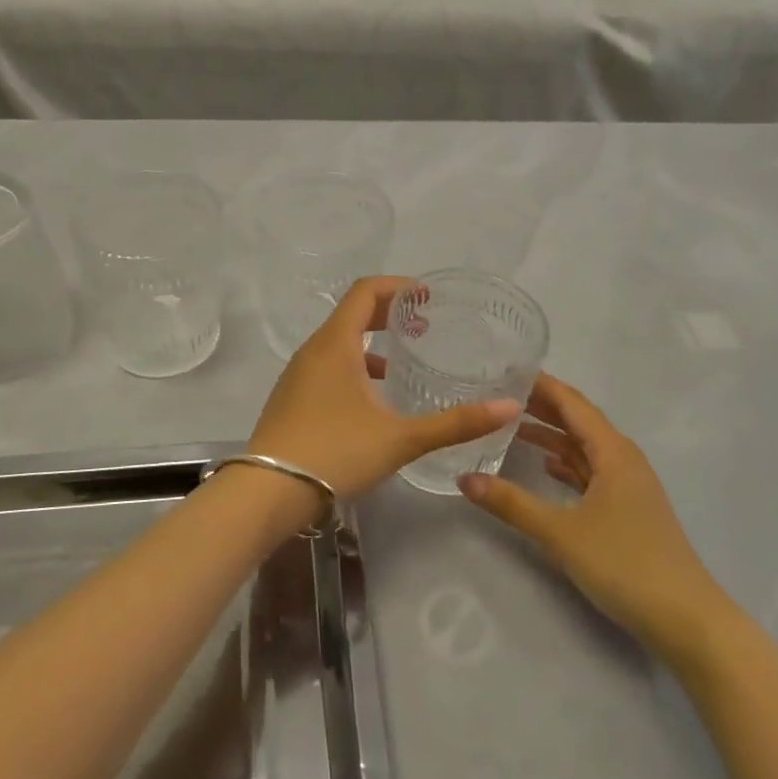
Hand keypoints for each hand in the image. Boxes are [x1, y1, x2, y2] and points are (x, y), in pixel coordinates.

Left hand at [248, 276, 521, 514]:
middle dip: (387, 313)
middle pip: (351, 314)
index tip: (426, 296)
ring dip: (370, 343)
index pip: (364, 292)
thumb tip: (509, 407)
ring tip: (401, 362)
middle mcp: (312, 351)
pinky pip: (326, 367)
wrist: (267, 492)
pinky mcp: (290, 399)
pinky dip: (353, 367)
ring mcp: (297, 376)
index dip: (397, 286)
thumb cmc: (335, 453)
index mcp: (336, 345)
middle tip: (422, 324)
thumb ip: (455, 423)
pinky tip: (372, 401)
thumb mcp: (401, 438)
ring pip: (338, 344)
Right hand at [458, 373, 725, 654]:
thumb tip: (464, 478)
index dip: (540, 385)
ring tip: (511, 425)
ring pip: (585, 447)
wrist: (685, 618)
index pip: (572, 403)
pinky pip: (591, 471)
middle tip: (499, 394)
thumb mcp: (560, 533)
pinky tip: (545, 466)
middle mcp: (623, 459)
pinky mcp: (628, 508)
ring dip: (552, 434)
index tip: (505, 370)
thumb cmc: (625, 564)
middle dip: (541, 406)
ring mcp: (628, 485)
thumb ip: (511, 503)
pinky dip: (567, 463)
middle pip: (579, 420)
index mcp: (613, 451)